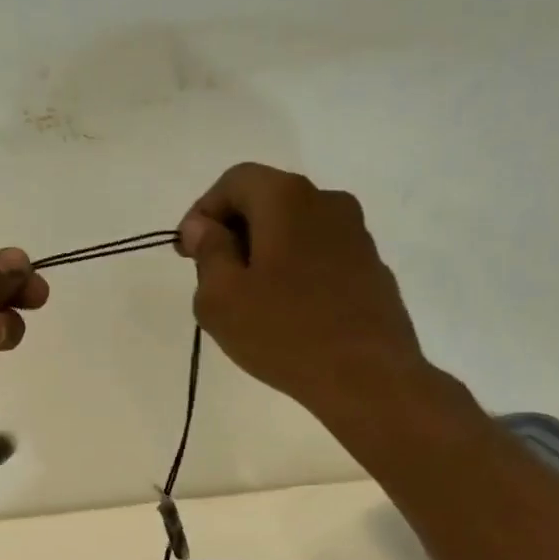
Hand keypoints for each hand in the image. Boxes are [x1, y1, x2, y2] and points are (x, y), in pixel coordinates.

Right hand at [176, 164, 427, 413]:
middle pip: (267, 201)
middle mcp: (327, 202)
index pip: (235, 181)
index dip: (203, 211)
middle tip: (212, 277)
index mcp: (287, 199)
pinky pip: (319, 256)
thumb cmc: (284, 333)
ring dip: (264, 253)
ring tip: (249, 301)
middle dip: (233, 232)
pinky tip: (286, 312)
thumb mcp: (222, 297)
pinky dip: (294, 270)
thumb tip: (202, 226)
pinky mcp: (372, 268)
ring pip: (295, 229)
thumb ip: (208, 252)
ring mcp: (356, 235)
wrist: (368, 378)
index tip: (187, 253)